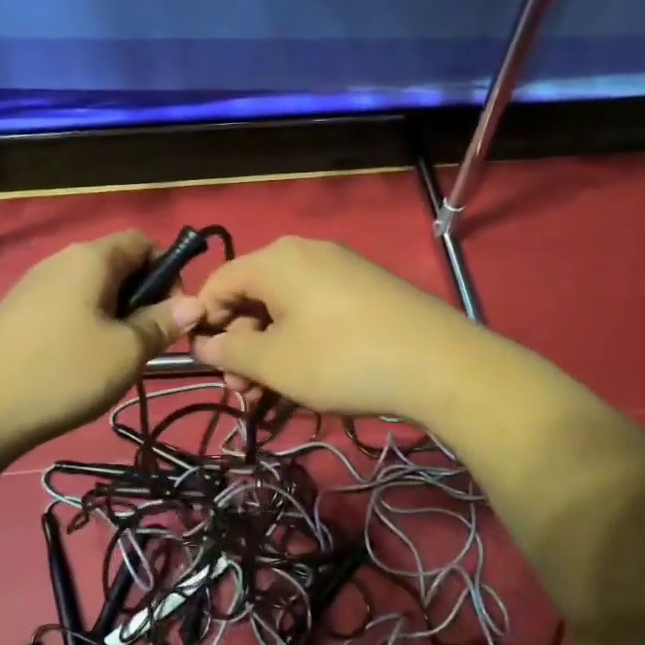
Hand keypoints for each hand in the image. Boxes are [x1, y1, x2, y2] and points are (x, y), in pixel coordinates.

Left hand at [0, 231, 203, 451]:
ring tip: (114, 360)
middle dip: (141, 299)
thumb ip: (162, 323)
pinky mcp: (15, 313)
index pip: (142, 242)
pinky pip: (64, 308)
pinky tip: (77, 365)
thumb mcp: (126, 352)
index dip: (167, 271)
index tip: (173, 314)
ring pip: (90, 291)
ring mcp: (32, 286)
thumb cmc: (63, 372)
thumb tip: (195, 303)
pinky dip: (83, 327)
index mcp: (91, 258)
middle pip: (116, 266)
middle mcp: (60, 261)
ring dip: (113, 317)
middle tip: (147, 344)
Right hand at [191, 236, 476, 419]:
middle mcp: (305, 252)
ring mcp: (340, 267)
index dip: (205, 323)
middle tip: (245, 391)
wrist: (440, 363)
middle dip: (241, 345)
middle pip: (252, 295)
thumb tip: (204, 344)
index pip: (218, 283)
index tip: (208, 365)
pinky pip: (315, 308)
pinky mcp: (365, 286)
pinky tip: (310, 374)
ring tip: (274, 392)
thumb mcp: (275, 363)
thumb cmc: (342, 360)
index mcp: (275, 260)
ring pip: (284, 307)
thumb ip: (230, 353)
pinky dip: (301, 339)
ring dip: (270, 349)